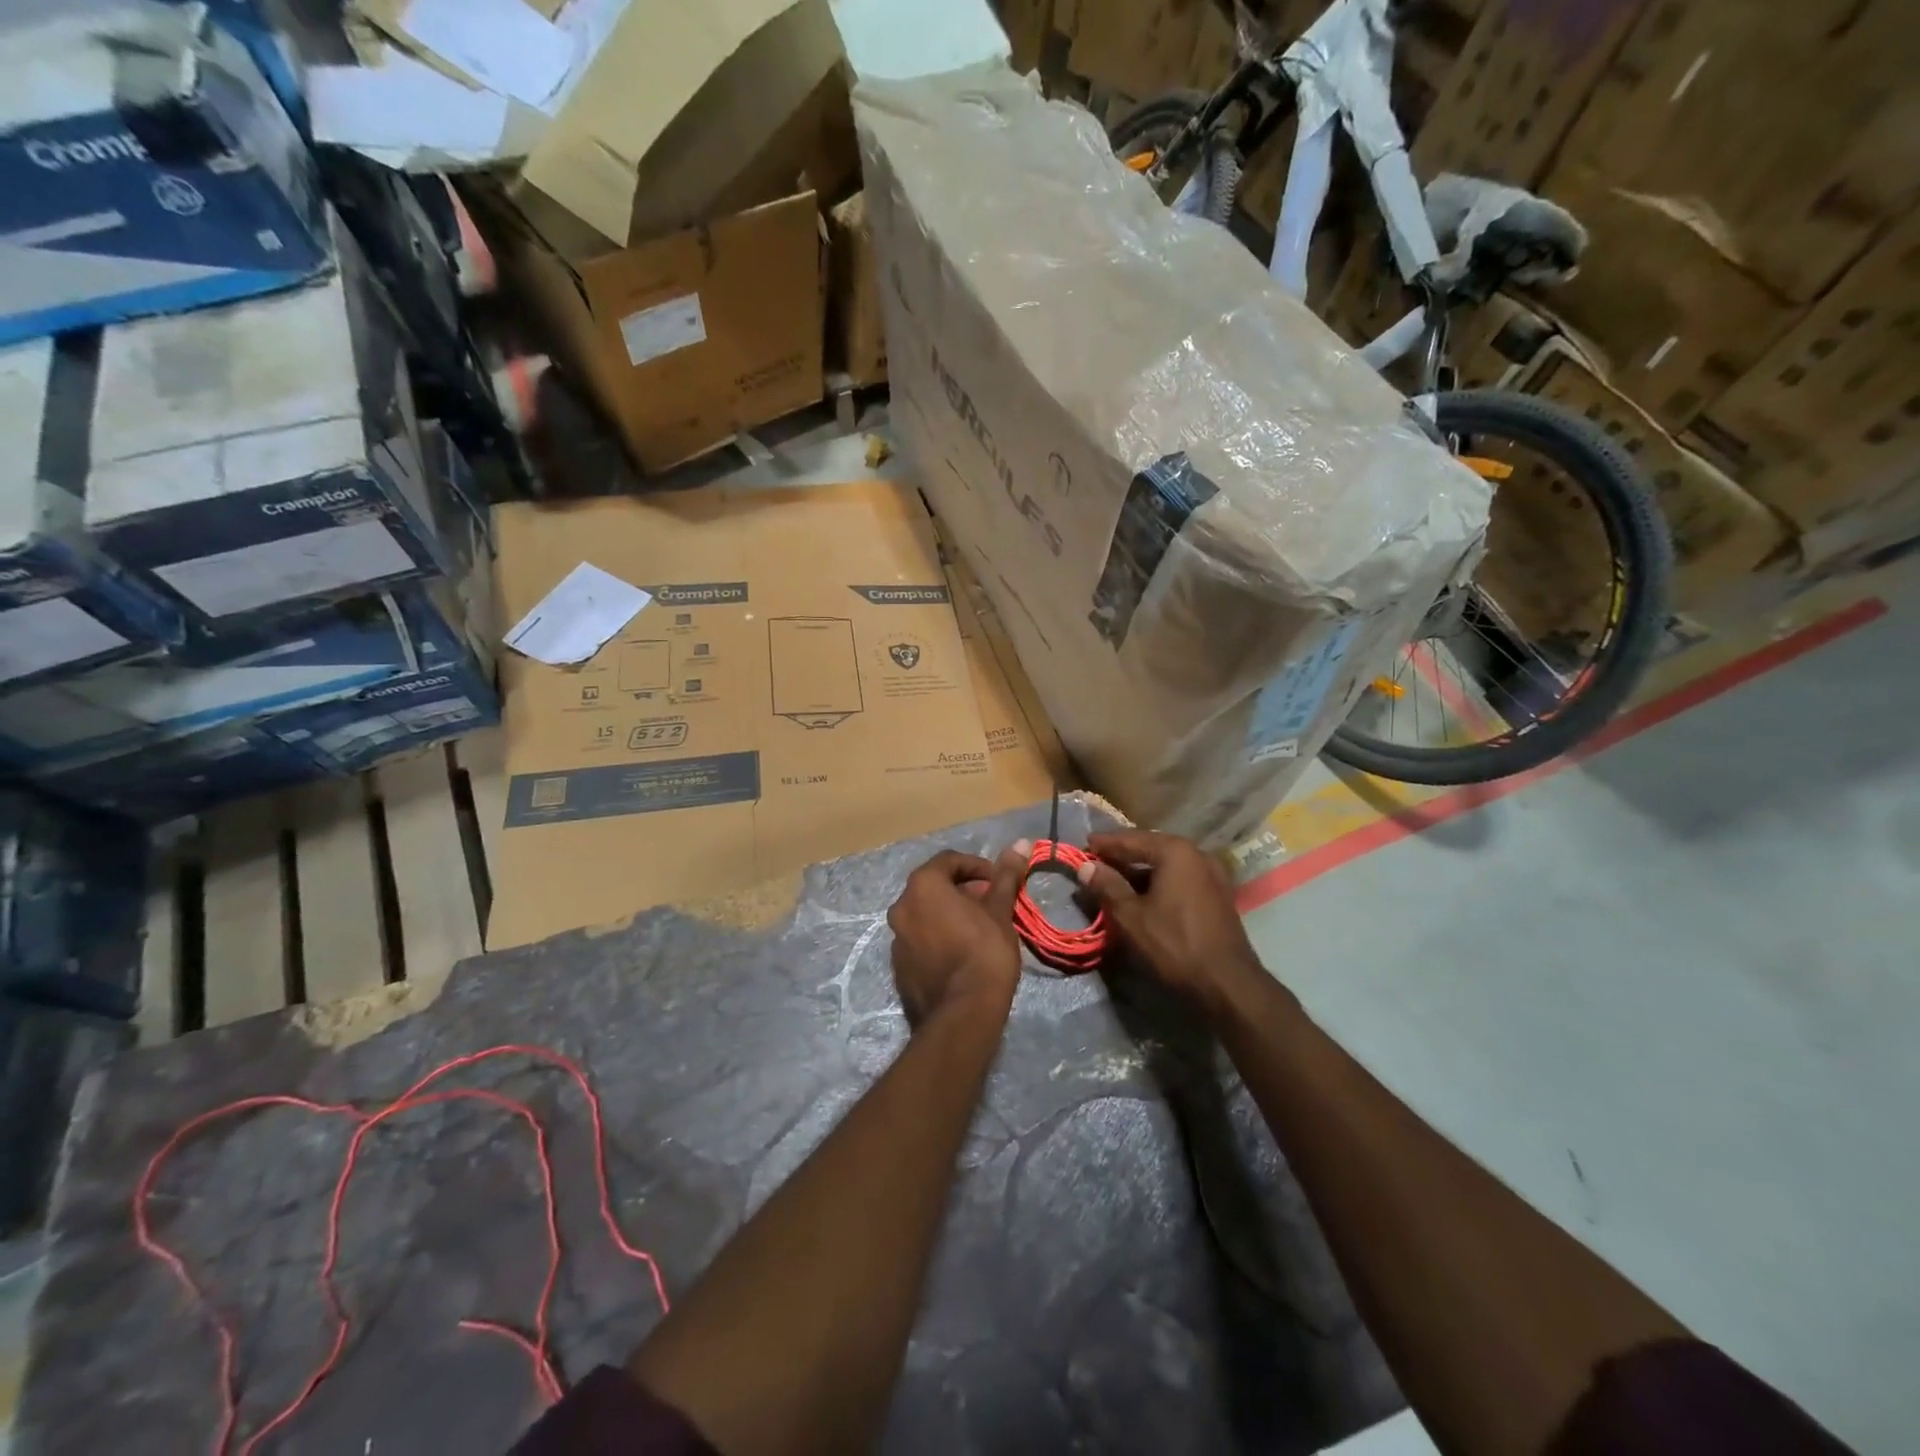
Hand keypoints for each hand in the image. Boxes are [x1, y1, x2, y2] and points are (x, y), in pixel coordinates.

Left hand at [887, 845, 1027, 1025]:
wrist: (962, 1014)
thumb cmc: (984, 952)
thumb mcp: (1000, 911)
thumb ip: (1006, 876)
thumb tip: (1020, 843)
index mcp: (923, 886)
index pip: (950, 860)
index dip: (978, 867)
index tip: (999, 881)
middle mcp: (901, 906)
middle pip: (935, 886)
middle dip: (964, 891)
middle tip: (992, 905)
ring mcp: (896, 938)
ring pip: (925, 914)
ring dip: (950, 914)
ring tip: (980, 929)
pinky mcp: (898, 966)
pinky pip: (920, 940)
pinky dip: (938, 937)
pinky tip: (962, 954)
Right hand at [1076, 830, 1266, 1018]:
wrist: (1228, 984)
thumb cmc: (1174, 945)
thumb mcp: (1131, 916)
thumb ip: (1107, 886)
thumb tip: (1086, 867)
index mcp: (1175, 851)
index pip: (1131, 839)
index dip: (1104, 843)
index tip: (1084, 844)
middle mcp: (1197, 854)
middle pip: (1151, 847)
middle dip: (1123, 855)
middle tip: (1096, 860)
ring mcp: (1213, 874)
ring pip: (1167, 864)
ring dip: (1141, 870)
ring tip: (1115, 879)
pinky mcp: (1218, 894)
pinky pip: (1181, 878)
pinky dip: (1159, 881)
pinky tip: (1144, 895)